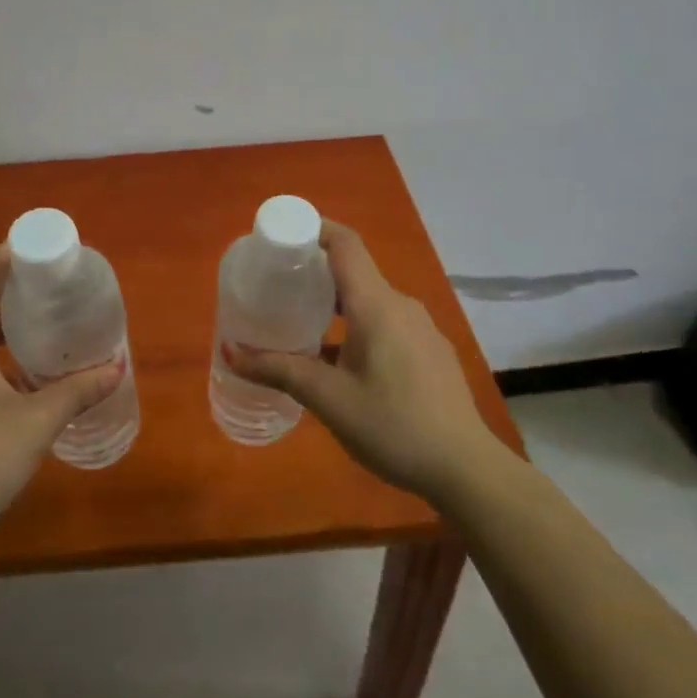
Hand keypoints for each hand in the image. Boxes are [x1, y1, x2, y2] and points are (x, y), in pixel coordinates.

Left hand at [0, 246, 124, 550]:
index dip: (13, 253)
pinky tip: (31, 361)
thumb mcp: (34, 424)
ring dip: (11, 314)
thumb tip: (117, 367)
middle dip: (19, 282)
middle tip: (63, 281)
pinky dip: (1, 342)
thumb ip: (76, 392)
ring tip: (54, 314)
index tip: (50, 248)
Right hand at [227, 221, 501, 505]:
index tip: (282, 237)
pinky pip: (387, 324)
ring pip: (371, 302)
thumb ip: (279, 370)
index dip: (314, 229)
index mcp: (377, 305)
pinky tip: (341, 362)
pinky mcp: (430, 352)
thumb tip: (231, 352)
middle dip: (315, 274)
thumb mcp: (328, 400)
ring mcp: (421, 329)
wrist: (465, 468)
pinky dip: (358, 327)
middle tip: (278, 287)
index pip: (345, 244)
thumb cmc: (392, 426)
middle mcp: (401, 306)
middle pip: (355, 272)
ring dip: (336, 306)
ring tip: (302, 326)